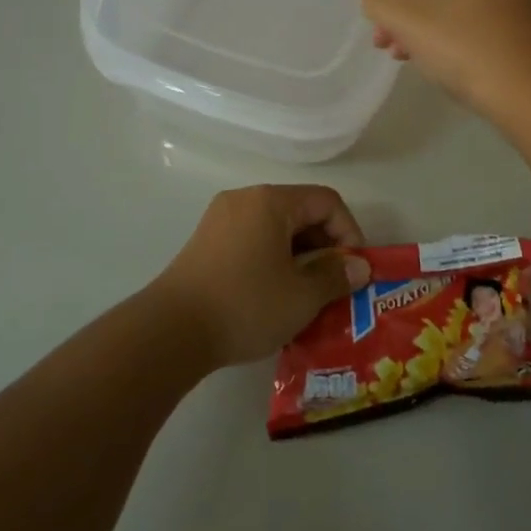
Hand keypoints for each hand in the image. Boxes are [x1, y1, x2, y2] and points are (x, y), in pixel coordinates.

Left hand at [154, 185, 371, 368]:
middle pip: (300, 211)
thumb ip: (336, 276)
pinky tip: (274, 295)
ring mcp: (220, 219)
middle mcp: (245, 199)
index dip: (349, 232)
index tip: (353, 270)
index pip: (326, 202)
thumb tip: (359, 268)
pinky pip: (252, 241)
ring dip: (299, 256)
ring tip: (307, 295)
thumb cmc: (245, 304)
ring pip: (276, 229)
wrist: (170, 331)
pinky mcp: (205, 243)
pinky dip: (273, 260)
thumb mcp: (302, 295)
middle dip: (324, 246)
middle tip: (334, 285)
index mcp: (271, 201)